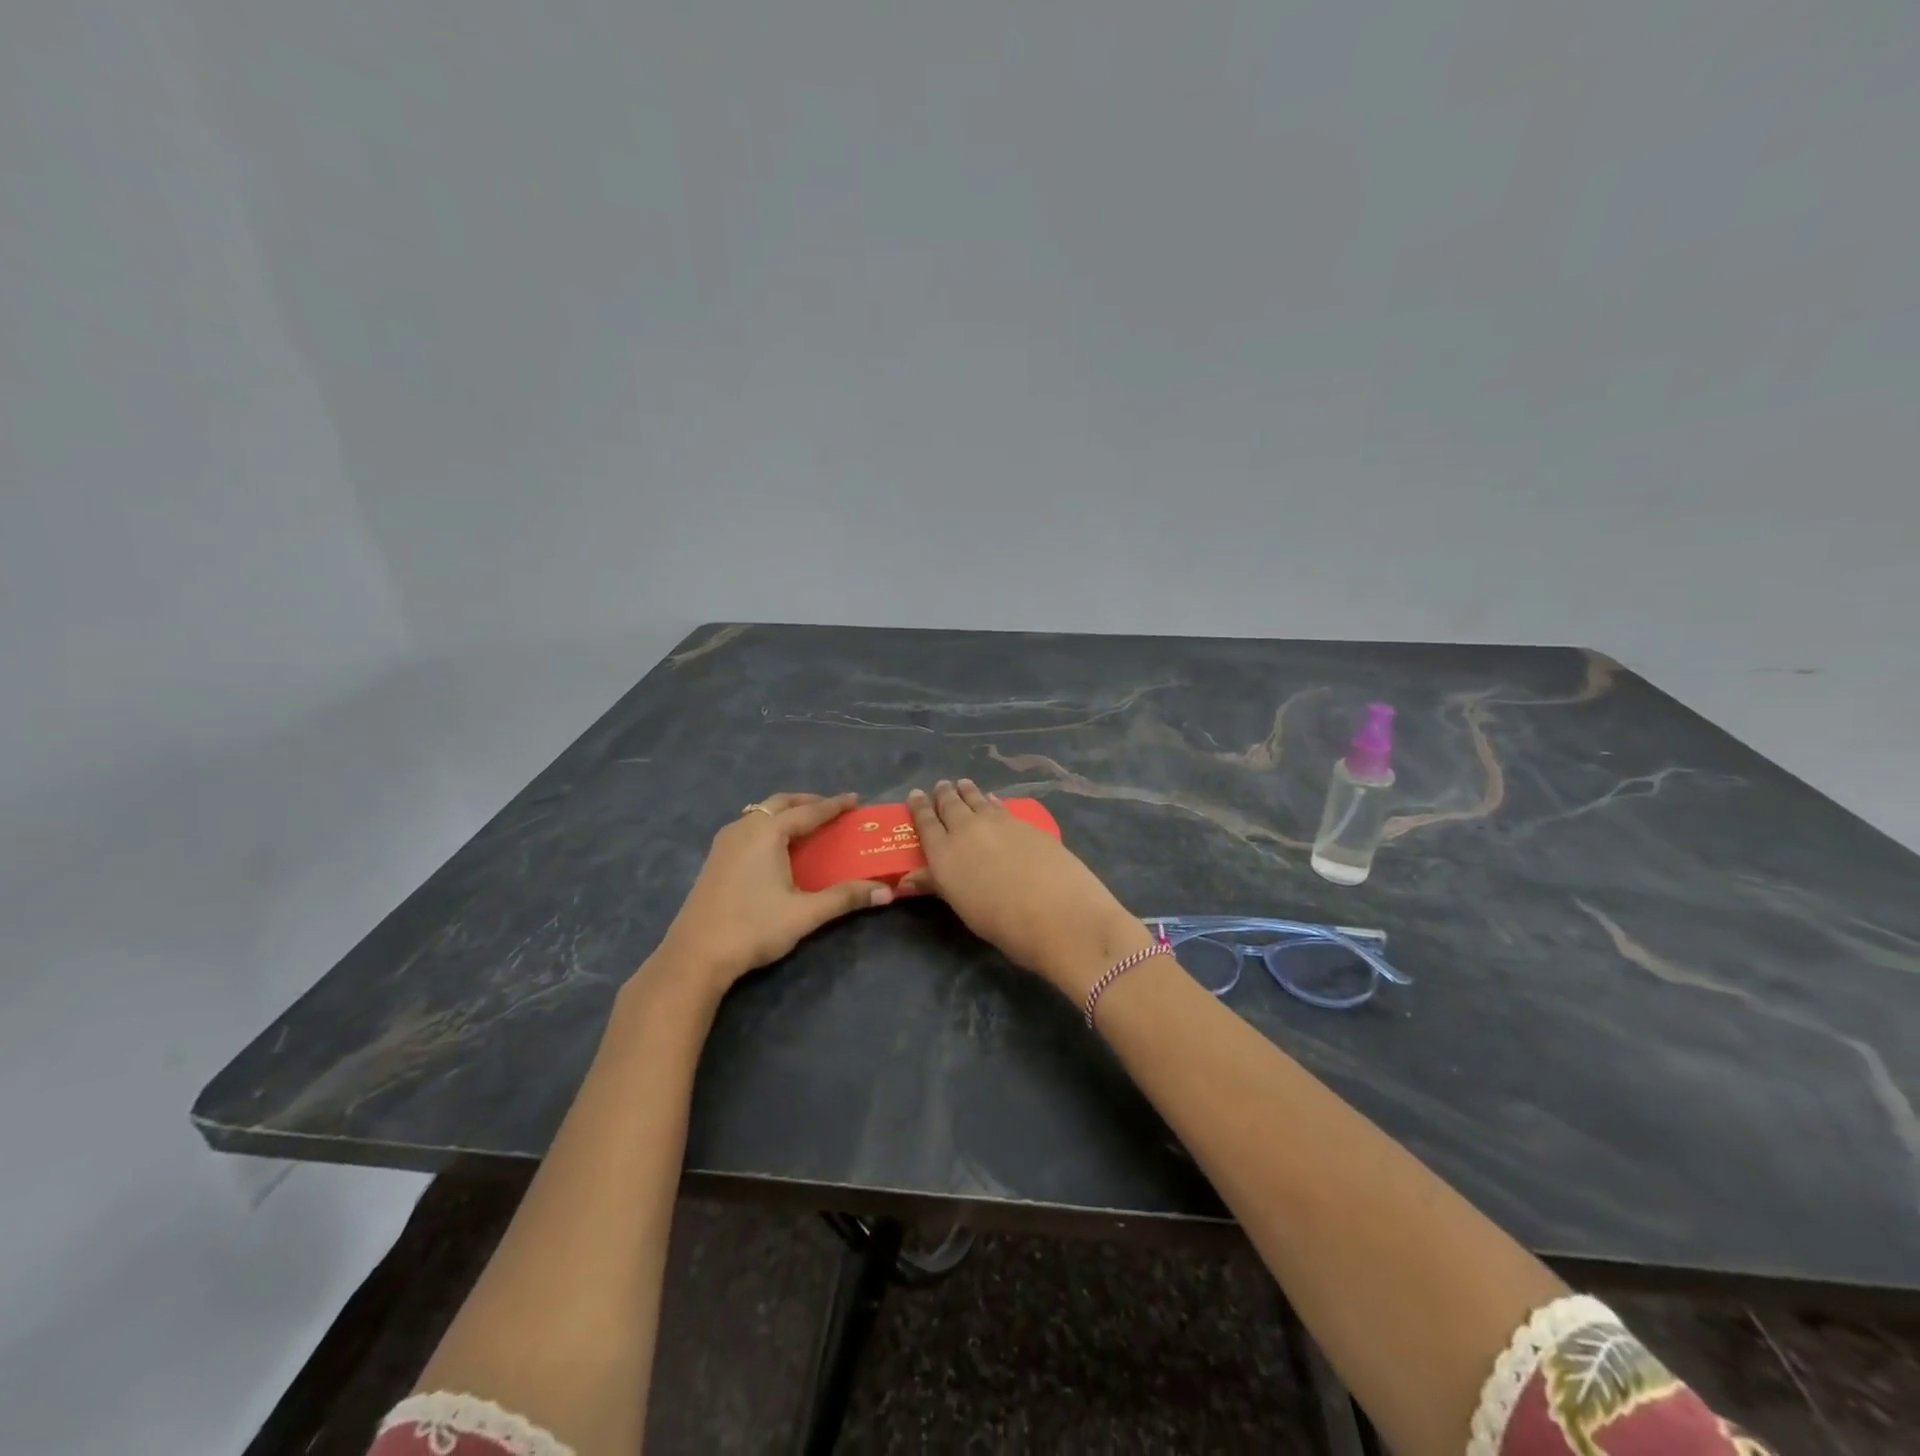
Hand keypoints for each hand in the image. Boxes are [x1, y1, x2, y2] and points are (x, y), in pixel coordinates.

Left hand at [655, 792, 890, 993]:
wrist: (694, 956)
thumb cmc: (753, 928)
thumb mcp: (805, 913)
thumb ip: (845, 898)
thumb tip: (887, 892)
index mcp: (767, 832)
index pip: (809, 811)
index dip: (834, 805)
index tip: (856, 800)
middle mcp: (744, 828)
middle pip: (780, 803)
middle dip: (808, 802)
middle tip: (832, 810)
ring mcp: (724, 842)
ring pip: (760, 813)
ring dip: (785, 813)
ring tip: (807, 825)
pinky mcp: (715, 859)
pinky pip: (748, 828)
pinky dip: (769, 826)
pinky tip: (776, 848)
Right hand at [898, 780, 1148, 997]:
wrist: (1057, 913)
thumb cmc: (1001, 922)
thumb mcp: (962, 906)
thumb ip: (937, 884)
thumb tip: (907, 879)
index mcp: (944, 852)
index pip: (926, 822)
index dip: (919, 807)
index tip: (915, 794)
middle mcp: (967, 829)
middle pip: (951, 805)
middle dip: (944, 794)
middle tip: (942, 786)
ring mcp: (999, 822)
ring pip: (977, 800)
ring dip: (968, 792)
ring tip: (963, 784)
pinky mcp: (1026, 823)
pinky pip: (1001, 807)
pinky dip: (993, 802)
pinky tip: (994, 801)